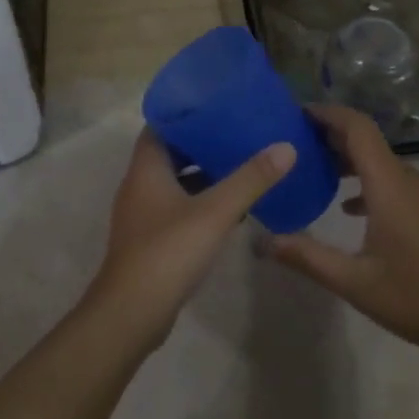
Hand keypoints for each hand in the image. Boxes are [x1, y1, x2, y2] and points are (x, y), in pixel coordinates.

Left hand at [86, 127, 296, 346]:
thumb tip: (286, 146)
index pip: (162, 125)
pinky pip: (178, 207)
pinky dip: (201, 201)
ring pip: (176, 182)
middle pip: (171, 152)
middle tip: (239, 133)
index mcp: (146, 167)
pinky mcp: (151, 239)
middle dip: (203, 143)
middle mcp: (140, 184)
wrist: (132, 313)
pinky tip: (231, 209)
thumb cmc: (168, 251)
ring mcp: (143, 214)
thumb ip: (251, 178)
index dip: (187, 113)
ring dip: (204, 174)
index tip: (219, 105)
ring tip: (242, 165)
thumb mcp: (215, 211)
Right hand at [270, 104, 418, 364]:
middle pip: (366, 140)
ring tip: (313, 168)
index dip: (328, 114)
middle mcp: (408, 179)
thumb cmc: (415, 298)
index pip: (358, 128)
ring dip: (347, 157)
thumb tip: (262, 241)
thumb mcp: (354, 282)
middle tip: (294, 142)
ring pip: (379, 160)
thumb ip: (307, 257)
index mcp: (389, 185)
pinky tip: (346, 205)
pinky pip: (392, 178)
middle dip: (330, 134)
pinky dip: (365, 179)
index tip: (297, 113)